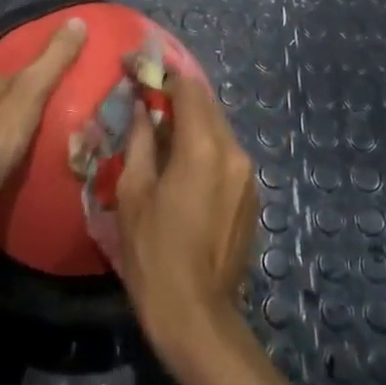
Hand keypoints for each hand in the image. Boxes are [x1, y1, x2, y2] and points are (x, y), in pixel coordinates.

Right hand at [113, 69, 257, 353]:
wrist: (196, 316)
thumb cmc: (154, 254)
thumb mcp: (134, 193)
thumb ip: (139, 141)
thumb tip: (141, 107)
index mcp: (203, 147)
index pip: (187, 88)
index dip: (161, 74)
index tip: (137, 68)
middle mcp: (233, 151)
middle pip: (206, 105)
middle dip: (176, 95)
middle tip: (145, 95)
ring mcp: (247, 174)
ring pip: (218, 128)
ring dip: (191, 121)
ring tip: (160, 128)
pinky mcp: (251, 195)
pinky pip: (226, 154)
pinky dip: (204, 145)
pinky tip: (181, 162)